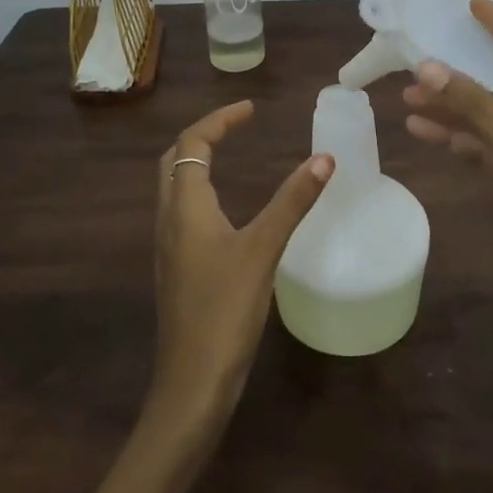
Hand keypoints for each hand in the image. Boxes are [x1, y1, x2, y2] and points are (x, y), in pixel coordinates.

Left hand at [148, 101, 333, 431]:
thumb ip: (292, 202)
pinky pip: (181, 212)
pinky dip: (200, 191)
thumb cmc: (225, 311)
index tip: (251, 110)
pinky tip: (224, 210)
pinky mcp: (175, 268)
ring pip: (174, 187)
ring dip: (197, 162)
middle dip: (203, 136)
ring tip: (231, 155)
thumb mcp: (263, 250)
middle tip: (237, 127)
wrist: (191, 382)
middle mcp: (168, 219)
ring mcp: (168, 246)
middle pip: (174, 160)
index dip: (220, 120)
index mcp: (185, 206)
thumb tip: (324, 158)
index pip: (192, 143)